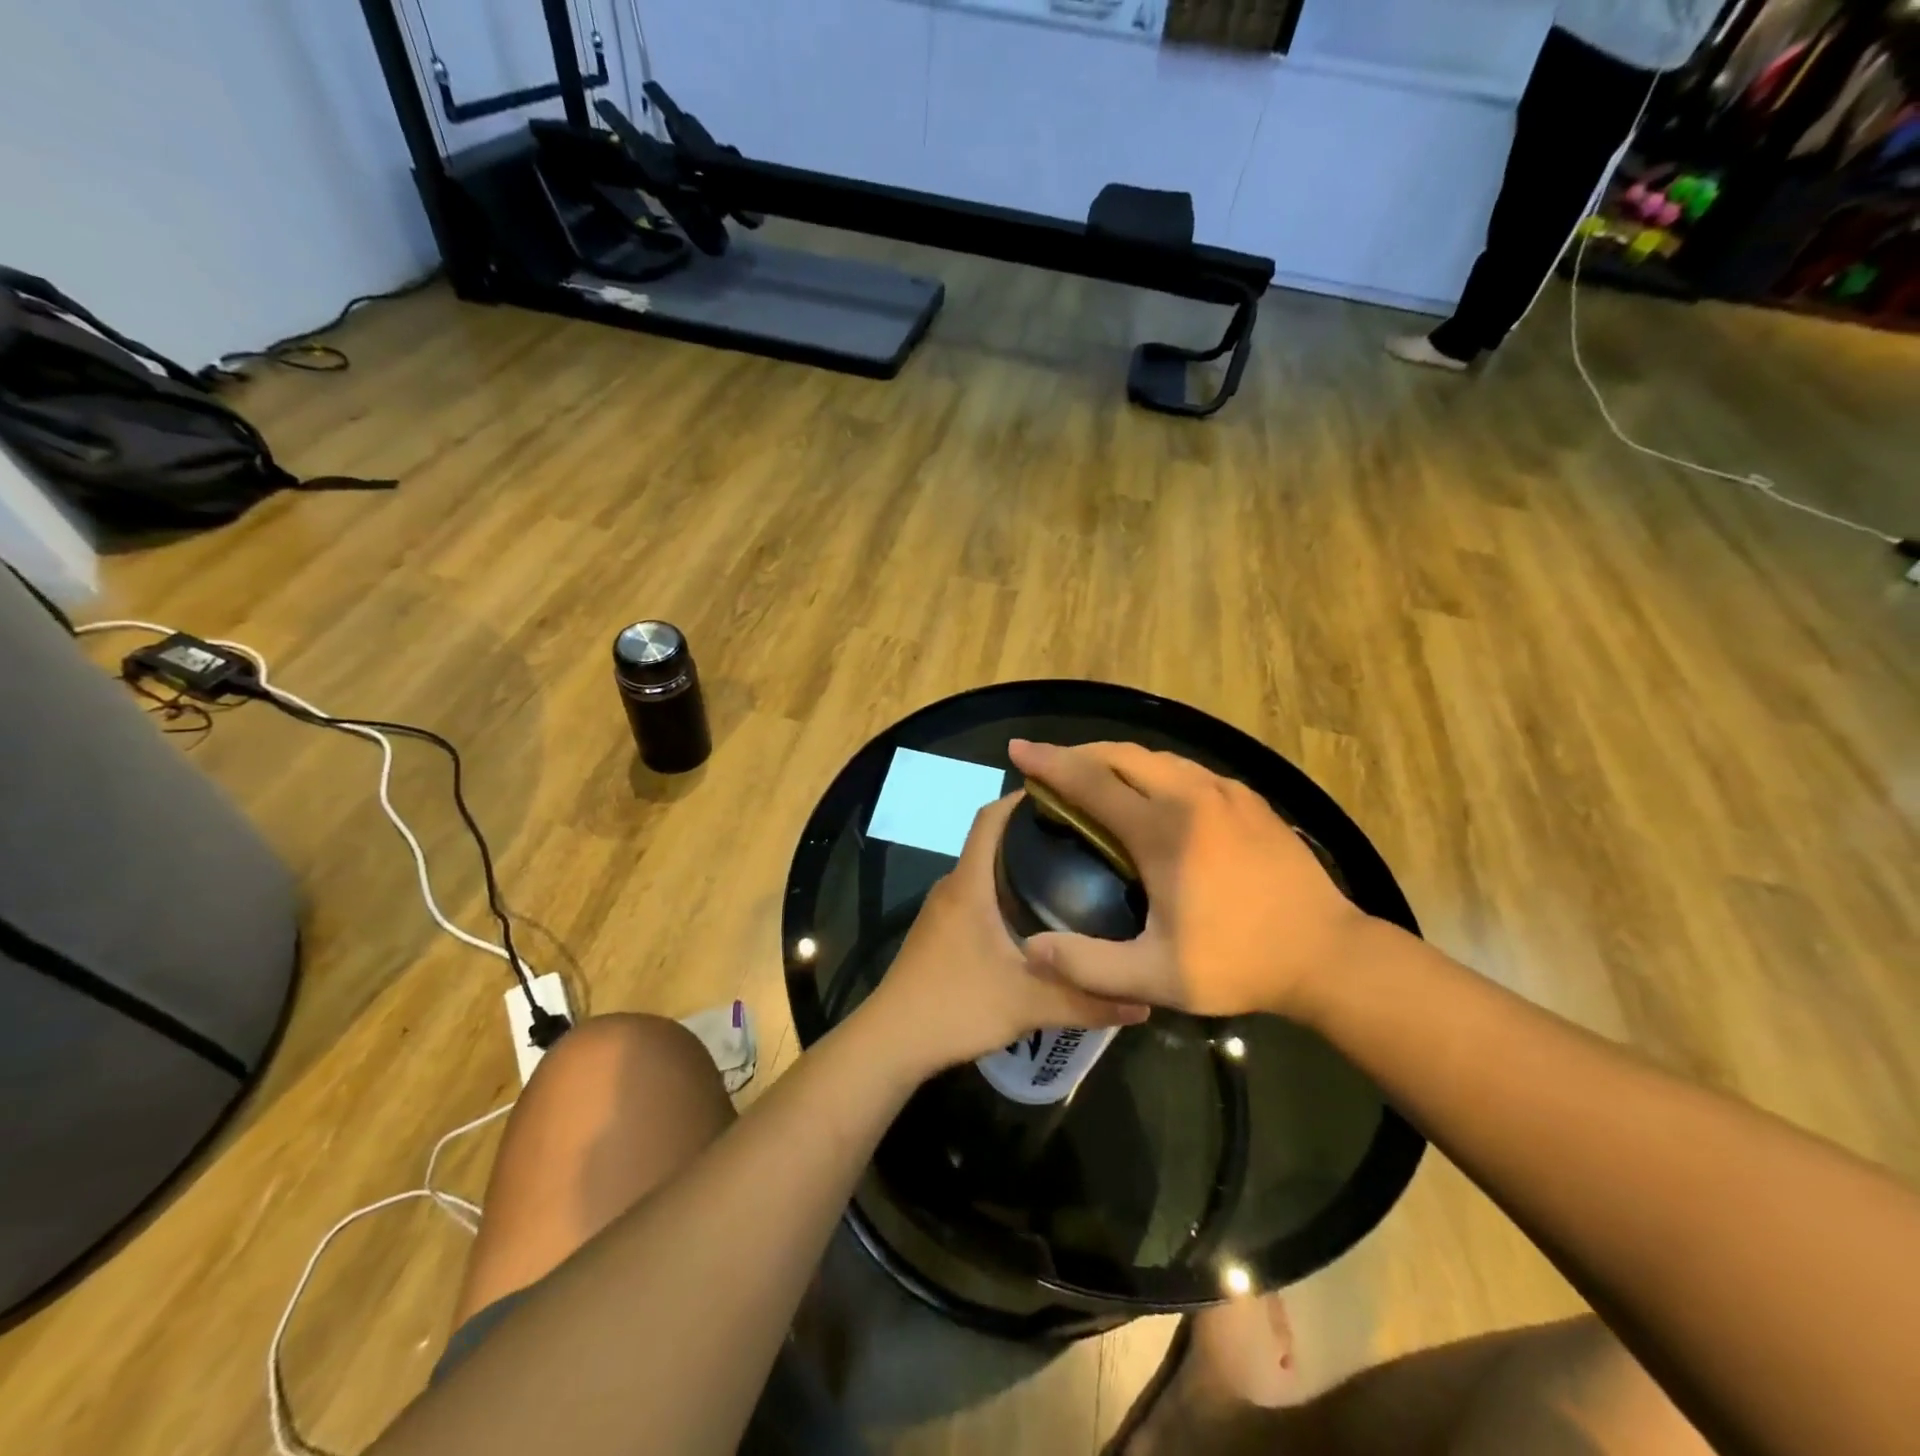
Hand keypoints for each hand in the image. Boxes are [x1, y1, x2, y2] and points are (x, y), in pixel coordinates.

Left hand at [864, 794, 1149, 1074]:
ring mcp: (942, 910)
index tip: (1063, 794)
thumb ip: (1086, 1001)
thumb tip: (1145, 1001)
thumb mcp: (1028, 1005)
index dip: (1020, 798)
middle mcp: (953, 886)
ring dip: (1018, 866)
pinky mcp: (940, 932)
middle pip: (992, 842)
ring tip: (1069, 873)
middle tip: (1083, 839)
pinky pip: (976, 895)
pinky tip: (1036, 918)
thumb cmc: (956, 1007)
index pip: (990, 818)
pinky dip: (1005, 892)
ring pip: (984, 872)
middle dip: (1032, 833)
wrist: (891, 1042)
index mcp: (969, 885)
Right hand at [1008, 740, 1371, 1020]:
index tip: (1018, 749)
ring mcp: (1226, 793)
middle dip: (1079, 754)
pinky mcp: (1249, 799)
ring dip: (1115, 760)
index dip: (1049, 763)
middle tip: (1049, 768)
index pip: (1092, 781)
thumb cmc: (1239, 963)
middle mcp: (1192, 796)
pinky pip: (1186, 770)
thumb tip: (1031, 949)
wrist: (1329, 954)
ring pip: (1156, 757)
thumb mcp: (1157, 978)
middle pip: (1121, 755)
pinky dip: (1151, 771)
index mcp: (1164, 829)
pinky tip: (1150, 796)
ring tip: (1092, 779)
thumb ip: (1089, 965)